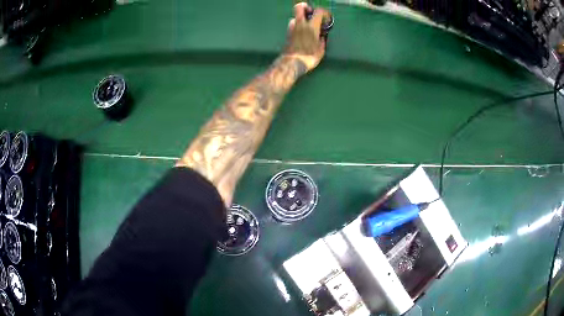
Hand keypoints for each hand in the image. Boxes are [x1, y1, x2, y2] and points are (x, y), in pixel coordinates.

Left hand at [284, 2, 331, 71]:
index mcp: (312, 26)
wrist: (293, 62)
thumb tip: (322, 36)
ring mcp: (292, 28)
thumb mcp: (321, 50)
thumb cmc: (309, 56)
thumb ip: (322, 40)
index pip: (318, 11)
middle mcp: (301, 24)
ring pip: (295, 17)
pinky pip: (293, 25)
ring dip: (301, 19)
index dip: (324, 12)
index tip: (326, 18)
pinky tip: (302, 34)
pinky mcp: (287, 33)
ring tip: (307, 26)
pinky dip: (298, 26)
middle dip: (305, 7)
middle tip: (310, 13)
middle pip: (299, 7)